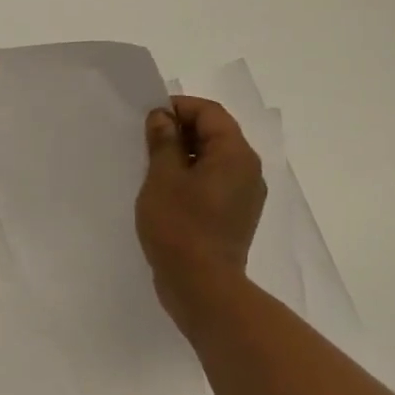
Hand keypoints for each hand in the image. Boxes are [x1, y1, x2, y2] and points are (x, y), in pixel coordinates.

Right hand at [135, 96, 266, 333]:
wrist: (202, 287)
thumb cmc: (180, 226)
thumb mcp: (163, 177)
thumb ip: (163, 141)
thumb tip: (163, 117)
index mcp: (235, 154)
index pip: (210, 113)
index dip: (179, 107)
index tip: (149, 117)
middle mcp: (248, 170)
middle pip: (216, 133)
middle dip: (181, 130)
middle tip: (146, 141)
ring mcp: (245, 196)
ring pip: (214, 159)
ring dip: (184, 155)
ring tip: (152, 166)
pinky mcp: (236, 216)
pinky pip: (215, 182)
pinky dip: (192, 177)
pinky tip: (166, 191)